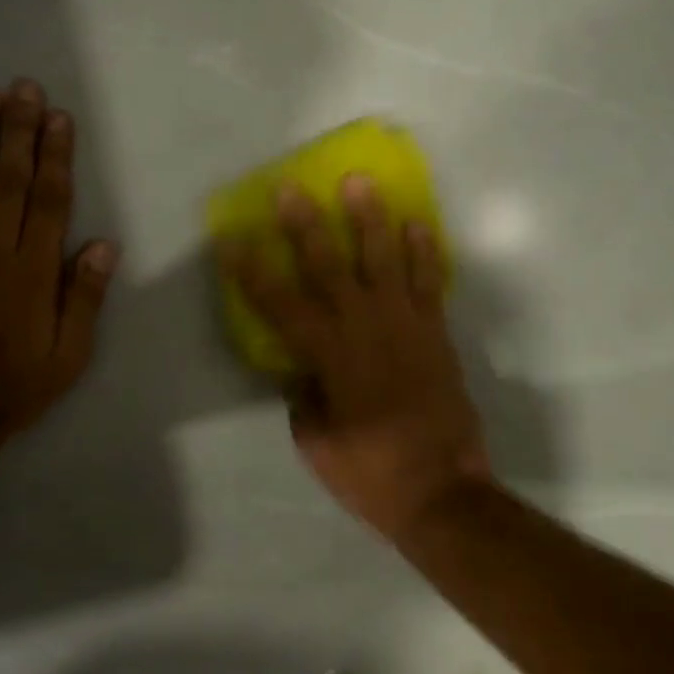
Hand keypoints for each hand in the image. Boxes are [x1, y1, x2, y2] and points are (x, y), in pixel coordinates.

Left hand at [0, 80, 117, 440]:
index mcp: (33, 270)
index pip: (49, 200)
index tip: (59, 117)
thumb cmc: (16, 385)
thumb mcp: (69, 354)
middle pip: (9, 178)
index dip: (56, 155)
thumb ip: (84, 297)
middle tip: (24, 87)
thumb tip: (103, 245)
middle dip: (19, 129)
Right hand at [225, 176, 488, 537]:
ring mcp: (405, 324)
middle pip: (329, 265)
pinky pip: (429, 281)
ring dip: (370, 218)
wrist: (442, 490)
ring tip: (361, 182)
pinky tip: (416, 224)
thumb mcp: (315, 440)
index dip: (251, 270)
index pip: (278, 303)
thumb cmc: (368, 472)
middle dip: (306, 225)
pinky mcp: (436, 332)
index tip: (231, 240)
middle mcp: (364, 327)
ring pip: (384, 258)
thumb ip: (303, 396)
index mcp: (327, 355)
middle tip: (292, 188)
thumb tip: (300, 370)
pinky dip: (423, 251)